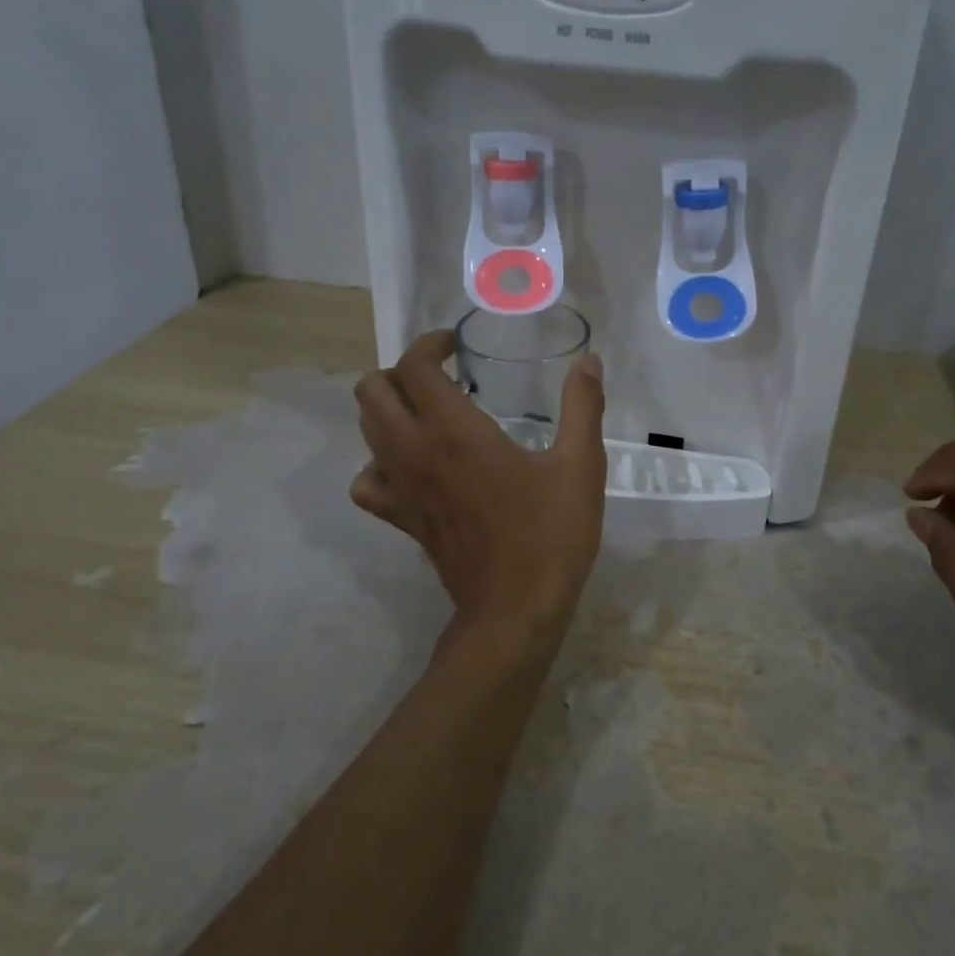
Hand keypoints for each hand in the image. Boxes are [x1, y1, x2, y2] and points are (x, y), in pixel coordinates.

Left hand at [352, 331, 606, 642]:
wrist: (515, 611)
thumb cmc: (550, 533)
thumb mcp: (580, 465)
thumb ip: (583, 406)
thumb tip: (589, 361)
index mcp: (454, 430)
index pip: (414, 367)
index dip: (430, 344)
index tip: (456, 346)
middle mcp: (415, 451)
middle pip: (372, 391)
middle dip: (401, 371)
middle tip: (442, 377)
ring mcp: (401, 488)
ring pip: (365, 429)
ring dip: (388, 408)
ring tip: (430, 411)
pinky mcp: (402, 518)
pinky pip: (367, 481)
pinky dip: (379, 463)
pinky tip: (412, 465)